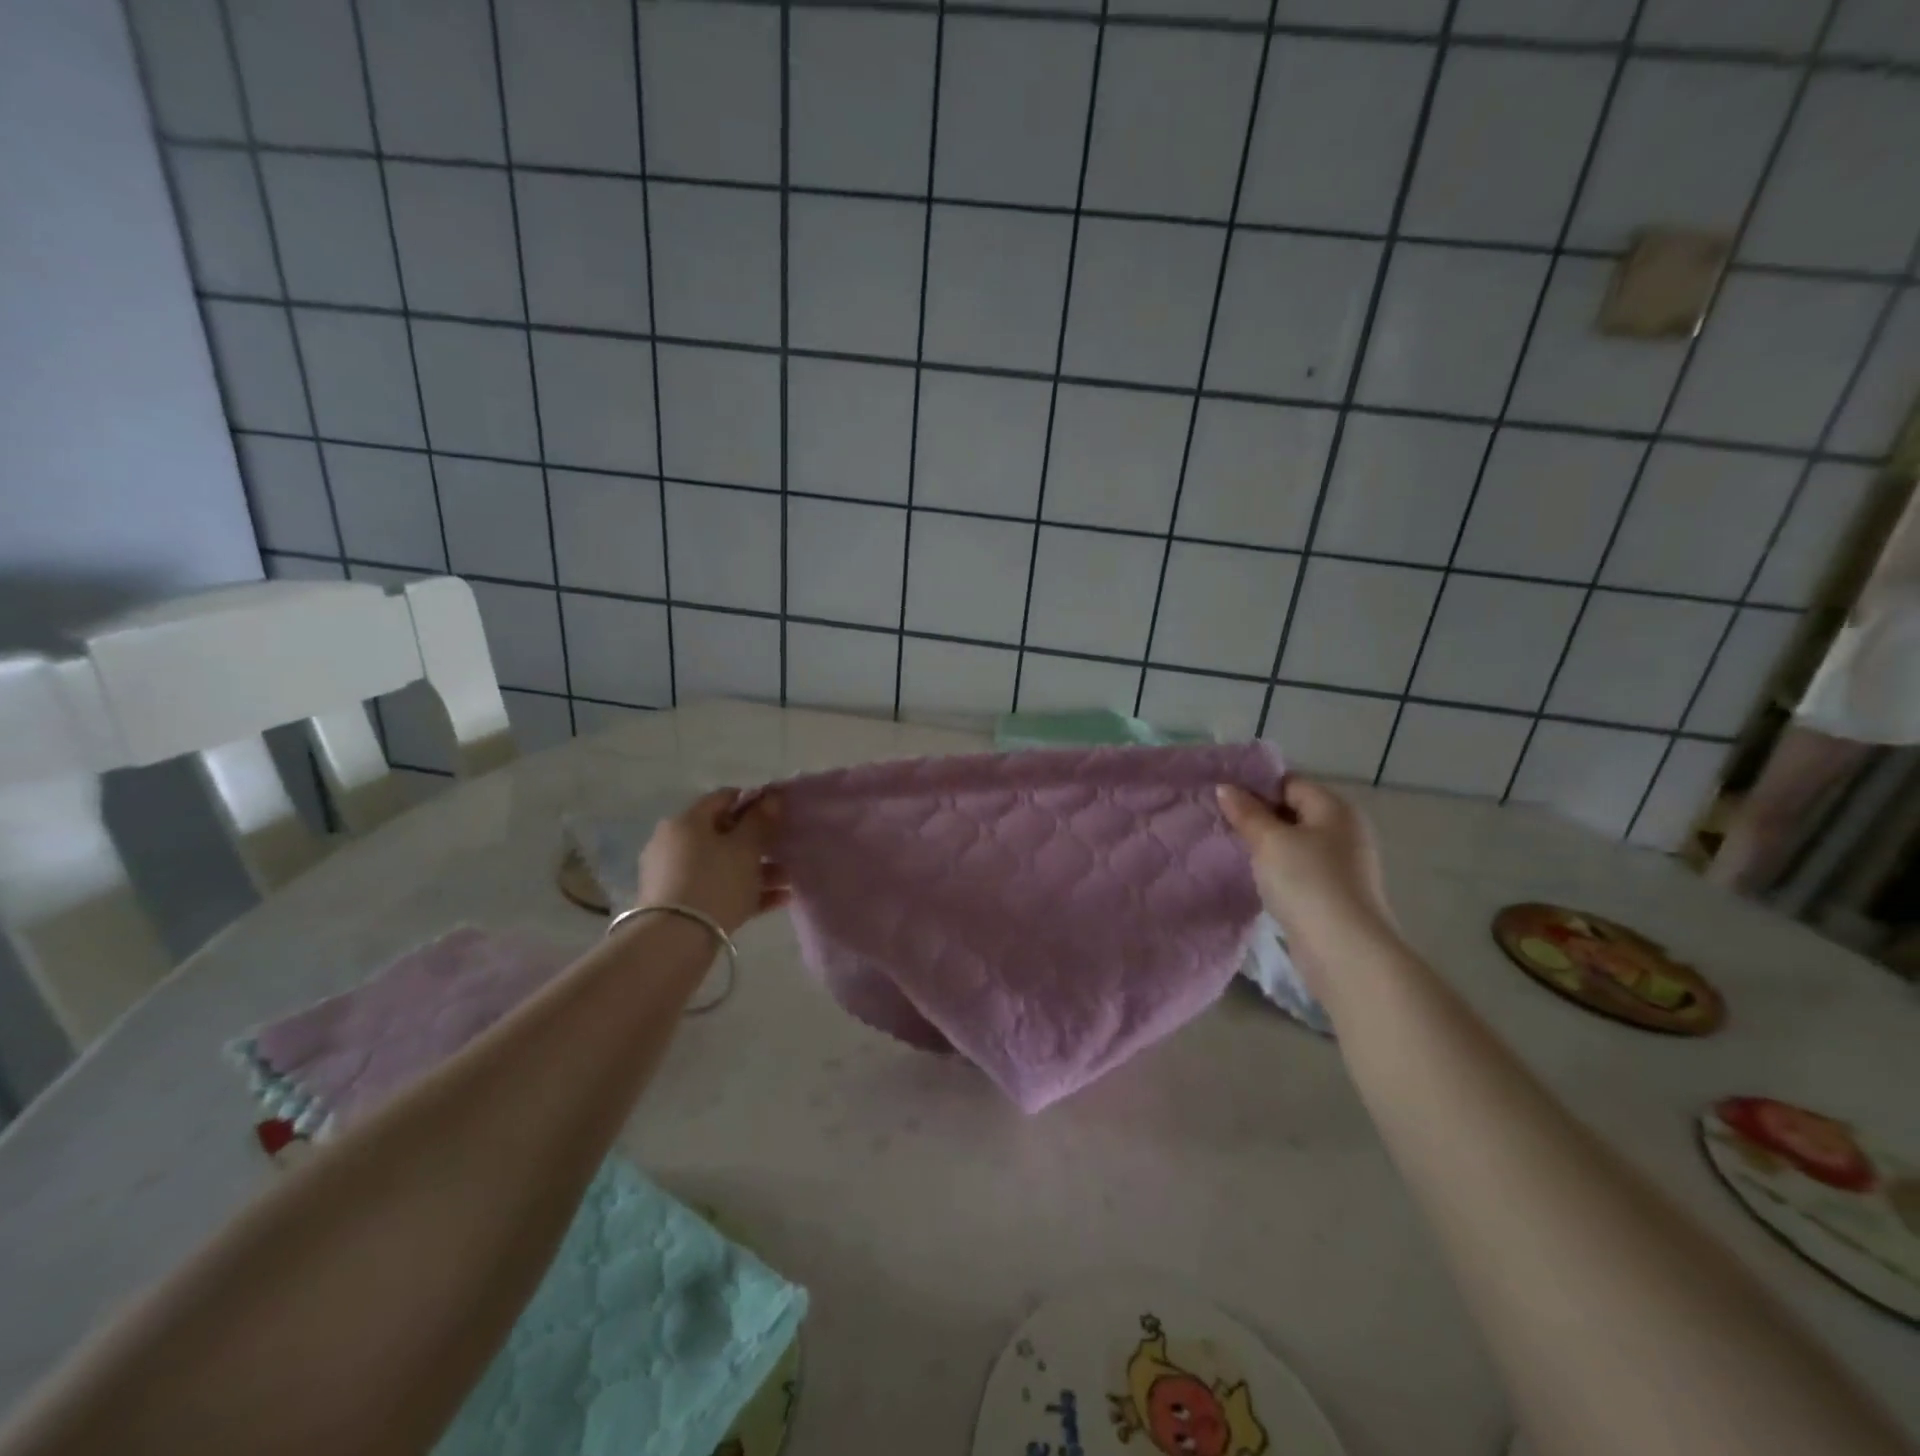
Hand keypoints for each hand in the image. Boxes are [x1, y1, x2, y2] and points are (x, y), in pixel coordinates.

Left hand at [635, 790, 789, 934]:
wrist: (675, 940)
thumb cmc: (715, 882)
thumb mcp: (745, 848)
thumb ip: (760, 821)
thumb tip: (771, 797)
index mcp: (687, 821)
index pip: (724, 798)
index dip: (754, 801)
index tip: (779, 813)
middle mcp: (674, 843)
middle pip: (723, 834)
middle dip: (758, 841)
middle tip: (786, 849)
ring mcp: (674, 875)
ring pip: (723, 864)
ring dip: (757, 869)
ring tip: (789, 879)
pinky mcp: (679, 904)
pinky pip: (718, 889)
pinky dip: (745, 891)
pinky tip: (778, 899)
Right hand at [1217, 777, 1397, 980]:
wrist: (1344, 950)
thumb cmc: (1307, 882)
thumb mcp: (1269, 841)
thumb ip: (1246, 812)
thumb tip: (1225, 787)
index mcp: (1335, 808)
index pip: (1290, 783)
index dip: (1256, 787)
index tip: (1223, 799)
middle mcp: (1345, 830)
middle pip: (1294, 811)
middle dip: (1259, 816)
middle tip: (1222, 823)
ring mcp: (1344, 864)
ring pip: (1296, 843)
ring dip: (1267, 846)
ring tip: (1233, 850)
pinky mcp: (1336, 893)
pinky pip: (1301, 869)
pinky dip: (1279, 870)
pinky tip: (1257, 878)